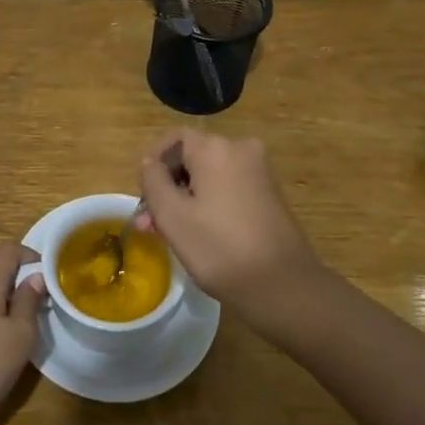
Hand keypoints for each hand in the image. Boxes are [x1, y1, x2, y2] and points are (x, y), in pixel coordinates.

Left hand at [0, 243, 46, 424]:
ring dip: (3, 285)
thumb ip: (29, 302)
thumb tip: (37, 276)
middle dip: (16, 267)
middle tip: (38, 288)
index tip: (51, 274)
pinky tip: (2, 328)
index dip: (31, 255)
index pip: (8, 250)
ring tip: (24, 308)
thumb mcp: (19, 336)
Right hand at [134, 130, 323, 313]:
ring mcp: (259, 172)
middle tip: (149, 223)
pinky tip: (197, 233)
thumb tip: (150, 163)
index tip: (141, 193)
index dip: (153, 161)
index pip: (175, 138)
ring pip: (209, 176)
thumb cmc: (219, 248)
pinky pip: (228, 188)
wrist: (283, 286)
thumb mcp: (172, 216)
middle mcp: (241, 150)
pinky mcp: (269, 195)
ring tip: (167, 234)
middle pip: (192, 158)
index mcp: (216, 148)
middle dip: (167, 187)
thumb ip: (153, 181)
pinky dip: (209, 204)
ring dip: (185, 198)